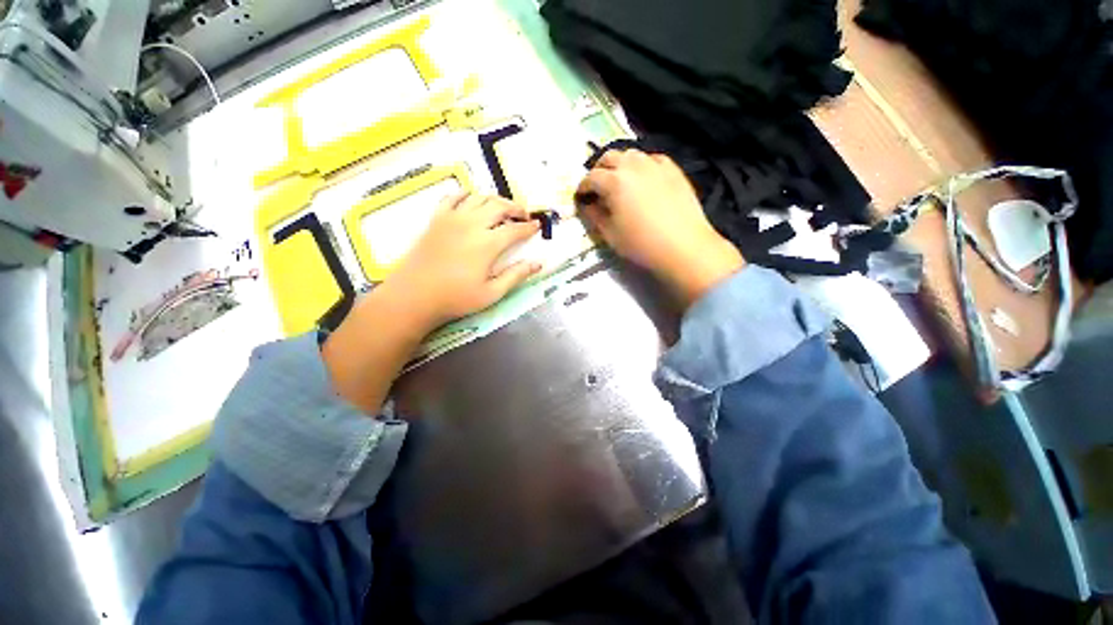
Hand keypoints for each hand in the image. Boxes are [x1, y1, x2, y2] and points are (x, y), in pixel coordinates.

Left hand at [386, 192, 542, 329]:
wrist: (414, 296)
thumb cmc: (456, 298)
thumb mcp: (491, 293)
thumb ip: (516, 276)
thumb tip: (538, 264)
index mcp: (487, 244)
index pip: (515, 229)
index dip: (529, 227)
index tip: (537, 226)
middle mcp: (472, 224)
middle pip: (499, 206)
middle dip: (515, 208)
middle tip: (523, 216)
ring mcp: (452, 218)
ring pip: (479, 198)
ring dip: (495, 200)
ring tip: (502, 209)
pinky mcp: (436, 219)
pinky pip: (453, 197)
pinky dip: (466, 195)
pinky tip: (472, 199)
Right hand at [577, 149, 744, 307]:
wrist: (683, 246)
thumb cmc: (641, 244)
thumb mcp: (610, 234)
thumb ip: (595, 216)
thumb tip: (587, 205)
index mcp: (614, 181)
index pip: (591, 177)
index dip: (582, 187)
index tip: (581, 197)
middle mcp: (633, 166)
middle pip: (609, 157)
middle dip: (598, 170)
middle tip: (597, 186)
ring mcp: (655, 165)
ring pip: (631, 155)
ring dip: (620, 165)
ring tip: (620, 181)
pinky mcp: (673, 170)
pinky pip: (653, 159)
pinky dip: (642, 166)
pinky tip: (644, 179)